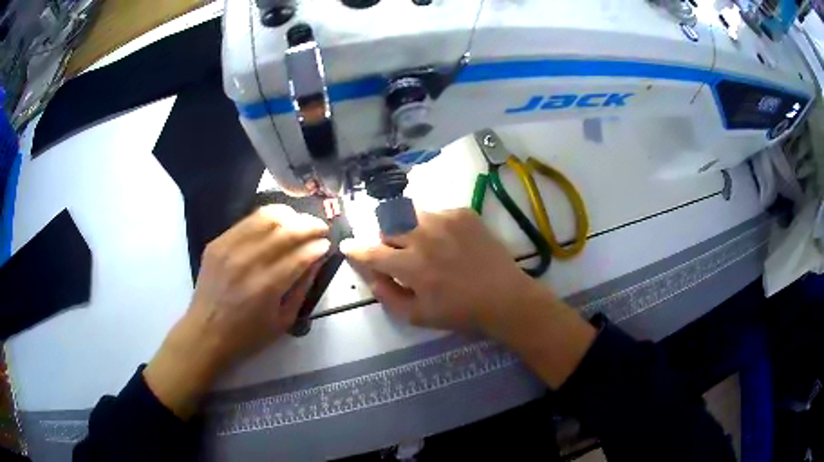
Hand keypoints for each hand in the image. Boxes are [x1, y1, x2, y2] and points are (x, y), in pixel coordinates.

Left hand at [144, 205, 329, 417]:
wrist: (206, 333)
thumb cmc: (247, 335)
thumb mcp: (283, 321)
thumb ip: (302, 288)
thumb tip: (317, 259)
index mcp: (266, 287)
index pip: (300, 255)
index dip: (318, 246)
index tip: (327, 244)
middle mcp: (248, 262)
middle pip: (286, 230)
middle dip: (309, 225)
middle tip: (320, 228)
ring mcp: (229, 249)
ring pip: (266, 217)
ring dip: (289, 215)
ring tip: (299, 221)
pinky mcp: (217, 243)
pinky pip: (246, 220)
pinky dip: (266, 217)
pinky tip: (276, 222)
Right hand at [342, 208, 595, 388]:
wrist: (504, 296)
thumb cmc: (460, 311)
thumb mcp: (417, 316)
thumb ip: (387, 295)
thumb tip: (370, 274)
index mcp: (412, 265)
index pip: (372, 251)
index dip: (356, 248)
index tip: (347, 245)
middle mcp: (424, 236)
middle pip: (387, 227)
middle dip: (384, 239)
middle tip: (396, 253)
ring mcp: (445, 219)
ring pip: (409, 214)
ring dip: (406, 228)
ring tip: (420, 244)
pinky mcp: (463, 212)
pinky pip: (434, 212)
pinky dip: (431, 225)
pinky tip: (445, 241)